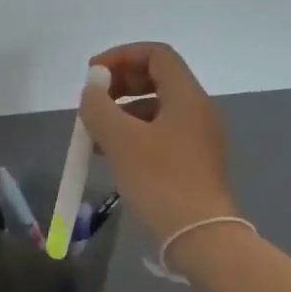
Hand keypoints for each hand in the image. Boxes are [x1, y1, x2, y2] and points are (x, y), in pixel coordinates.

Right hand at [77, 42, 239, 250]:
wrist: (198, 236)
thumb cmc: (160, 181)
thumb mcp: (120, 140)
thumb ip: (99, 107)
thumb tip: (91, 92)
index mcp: (187, 96)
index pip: (156, 54)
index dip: (121, 56)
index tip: (92, 76)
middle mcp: (197, 110)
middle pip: (156, 78)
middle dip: (119, 85)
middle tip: (92, 103)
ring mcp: (197, 137)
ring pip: (155, 108)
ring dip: (122, 112)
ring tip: (94, 134)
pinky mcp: (192, 162)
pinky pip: (159, 133)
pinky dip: (133, 134)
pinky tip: (111, 155)